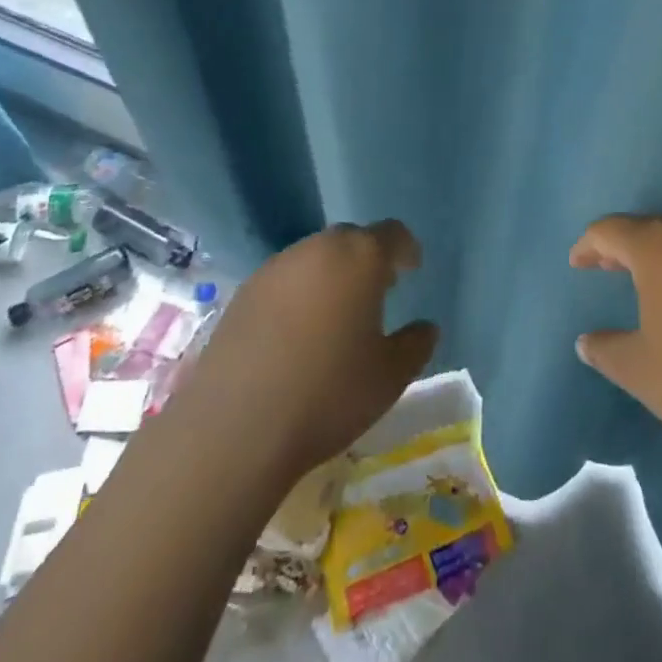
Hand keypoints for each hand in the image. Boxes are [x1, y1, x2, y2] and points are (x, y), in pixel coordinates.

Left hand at [189, 220, 438, 485]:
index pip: (392, 234)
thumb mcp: (389, 377)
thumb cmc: (327, 394)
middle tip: (376, 292)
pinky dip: (298, 294)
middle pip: (351, 240)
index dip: (405, 249)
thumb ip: (416, 345)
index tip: (411, 269)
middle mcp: (318, 248)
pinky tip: (295, 333)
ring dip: (331, 275)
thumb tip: (426, 328)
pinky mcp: (243, 292)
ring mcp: (276, 267)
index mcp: (360, 257)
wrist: (235, 428)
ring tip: (335, 314)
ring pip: (315, 258)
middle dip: (367, 260)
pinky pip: (284, 280)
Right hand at [570, 214, 661, 478]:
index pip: (612, 230)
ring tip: (651, 284)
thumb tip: (588, 341)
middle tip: (608, 266)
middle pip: (652, 228)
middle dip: (626, 246)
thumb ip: (607, 350)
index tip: (577, 263)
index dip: (589, 244)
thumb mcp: (640, 370)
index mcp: (658, 248)